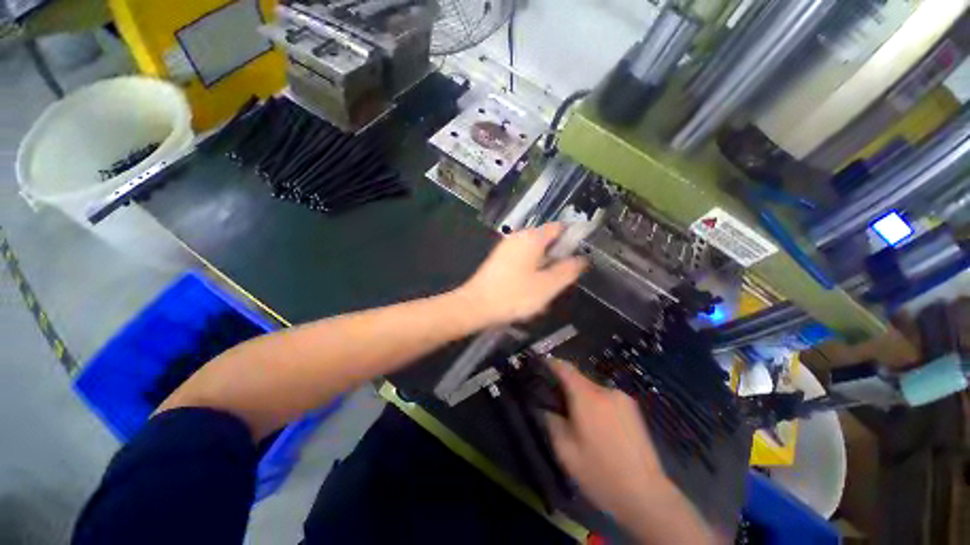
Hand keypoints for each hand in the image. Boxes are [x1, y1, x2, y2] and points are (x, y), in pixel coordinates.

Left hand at [457, 223, 587, 326]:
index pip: (559, 227)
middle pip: (547, 240)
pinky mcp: (499, 260)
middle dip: (558, 257)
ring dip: (545, 267)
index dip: (573, 238)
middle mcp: (518, 237)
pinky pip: (522, 260)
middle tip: (562, 278)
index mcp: (532, 238)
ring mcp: (506, 248)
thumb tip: (582, 259)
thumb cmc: (514, 295)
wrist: (475, 306)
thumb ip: (568, 270)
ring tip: (546, 288)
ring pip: (535, 253)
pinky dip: (531, 270)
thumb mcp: (548, 286)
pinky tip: (530, 290)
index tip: (580, 255)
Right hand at [545, 360, 712, 543]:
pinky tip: (597, 425)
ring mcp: (622, 398)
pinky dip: (596, 403)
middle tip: (556, 402)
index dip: (551, 363)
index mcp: (587, 397)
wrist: (646, 495)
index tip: (540, 363)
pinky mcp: (633, 409)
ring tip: (577, 418)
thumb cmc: (600, 473)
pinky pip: (606, 397)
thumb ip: (551, 422)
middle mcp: (606, 390)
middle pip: (579, 378)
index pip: (565, 368)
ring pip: (593, 388)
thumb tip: (545, 407)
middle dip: (566, 385)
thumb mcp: (565, 451)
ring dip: (582, 396)